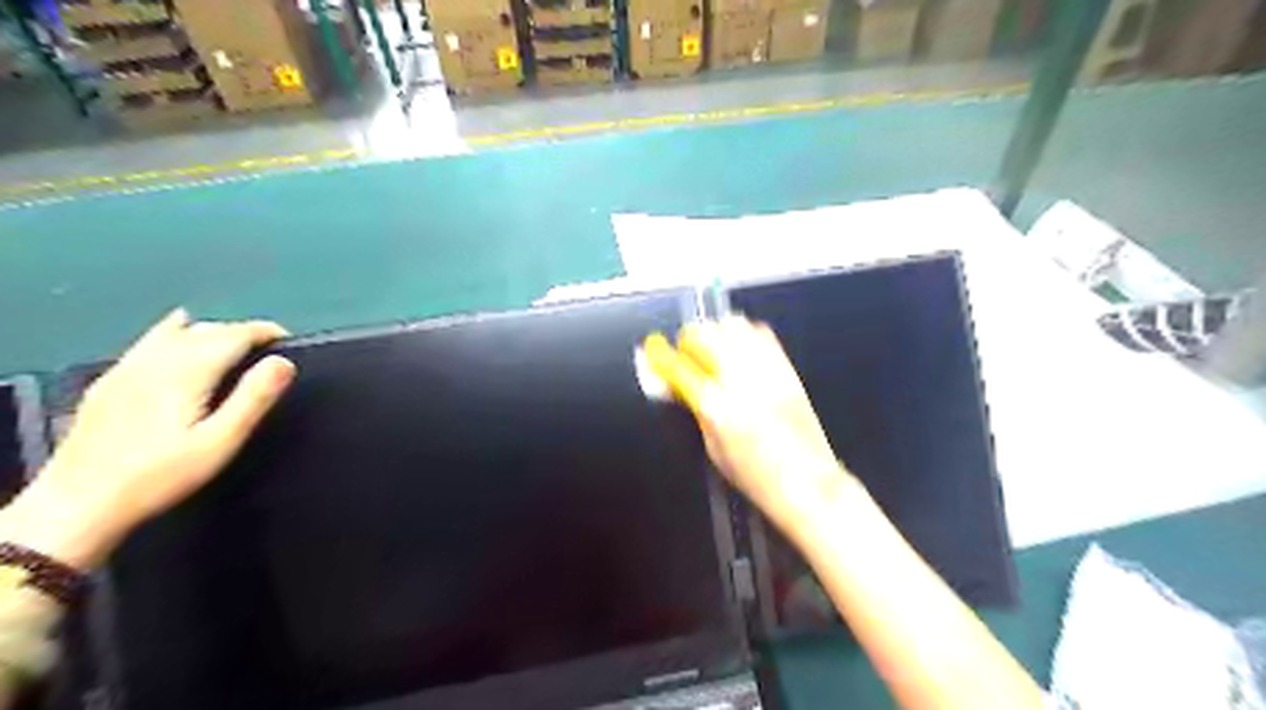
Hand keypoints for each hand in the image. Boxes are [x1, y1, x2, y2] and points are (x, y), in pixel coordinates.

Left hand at [7, 307, 292, 568]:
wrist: (79, 503)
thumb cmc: (161, 475)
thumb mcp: (220, 441)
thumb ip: (254, 398)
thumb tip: (283, 362)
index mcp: (186, 372)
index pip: (232, 335)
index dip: (263, 331)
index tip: (287, 338)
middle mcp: (155, 361)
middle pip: (205, 330)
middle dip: (240, 332)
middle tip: (267, 348)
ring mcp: (126, 370)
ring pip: (175, 333)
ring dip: (209, 331)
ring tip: (232, 343)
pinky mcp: (108, 383)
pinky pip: (148, 342)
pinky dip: (173, 333)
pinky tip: (175, 336)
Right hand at [643, 319, 860, 533]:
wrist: (807, 481)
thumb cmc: (755, 476)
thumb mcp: (711, 447)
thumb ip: (691, 408)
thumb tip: (670, 383)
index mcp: (717, 407)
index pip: (677, 366)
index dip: (659, 356)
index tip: (652, 353)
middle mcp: (741, 380)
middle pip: (704, 333)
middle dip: (688, 341)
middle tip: (687, 356)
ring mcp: (767, 370)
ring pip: (732, 324)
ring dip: (716, 332)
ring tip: (714, 351)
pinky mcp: (786, 368)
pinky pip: (760, 332)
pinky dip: (744, 334)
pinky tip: (740, 352)